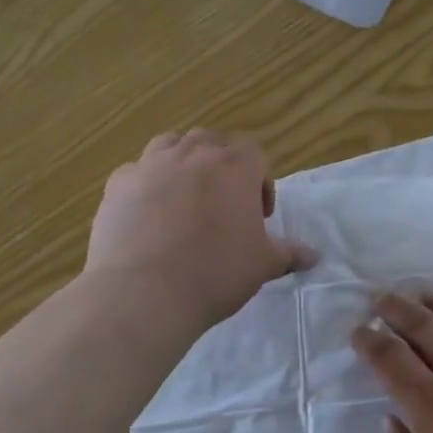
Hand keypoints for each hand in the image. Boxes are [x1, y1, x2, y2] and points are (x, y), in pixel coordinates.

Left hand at [86, 130, 312, 334]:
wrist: (144, 292)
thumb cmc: (215, 273)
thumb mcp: (262, 265)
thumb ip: (289, 254)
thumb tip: (315, 256)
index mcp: (234, 166)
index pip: (254, 152)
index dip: (259, 181)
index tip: (256, 216)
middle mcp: (194, 154)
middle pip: (212, 140)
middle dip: (220, 165)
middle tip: (222, 203)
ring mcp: (151, 165)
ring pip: (171, 144)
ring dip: (182, 162)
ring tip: (183, 198)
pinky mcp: (118, 184)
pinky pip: (135, 172)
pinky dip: (145, 184)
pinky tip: (146, 214)